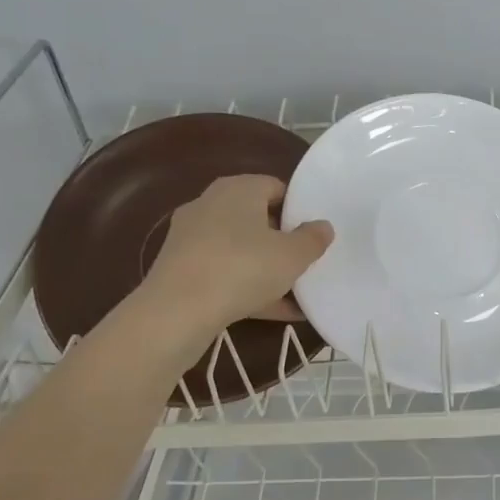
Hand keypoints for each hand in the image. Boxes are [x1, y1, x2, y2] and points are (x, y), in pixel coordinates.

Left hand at [139, 176, 332, 330]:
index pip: (275, 187)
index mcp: (238, 189)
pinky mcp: (180, 269)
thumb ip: (313, 239)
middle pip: (255, 218)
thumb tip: (323, 226)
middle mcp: (210, 204)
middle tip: (305, 259)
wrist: (177, 312)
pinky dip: (246, 288)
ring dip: (265, 268)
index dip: (297, 208)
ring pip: (239, 249)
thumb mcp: (293, 255)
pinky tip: (275, 312)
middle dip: (281, 239)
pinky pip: (223, 273)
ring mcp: (191, 238)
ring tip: (295, 291)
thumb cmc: (243, 268)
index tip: (314, 232)